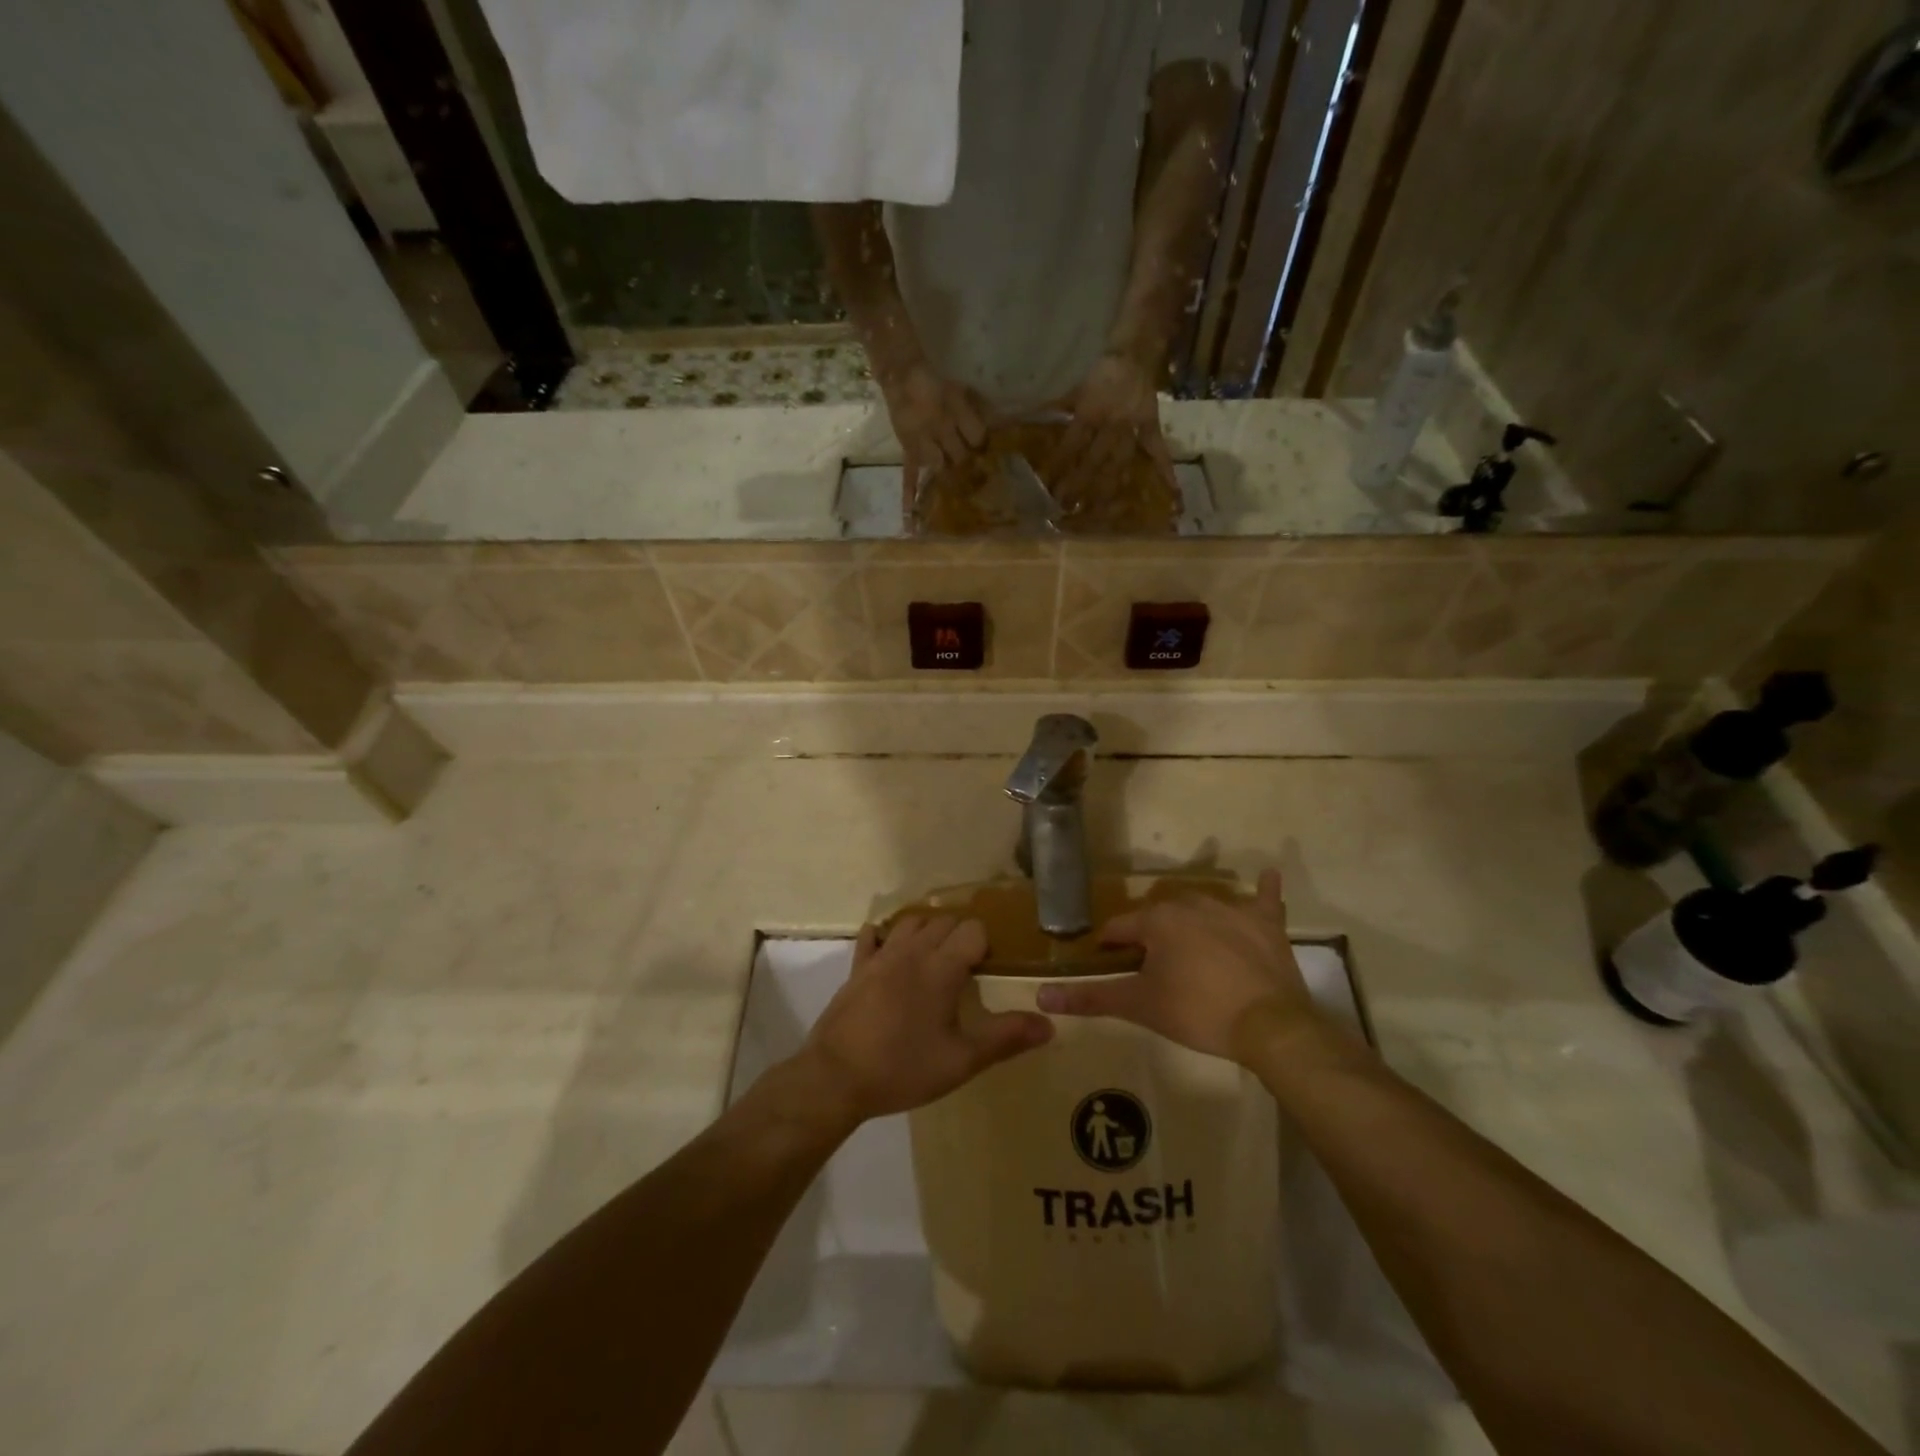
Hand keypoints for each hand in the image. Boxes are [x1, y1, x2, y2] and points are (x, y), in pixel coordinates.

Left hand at [797, 916, 1052, 1125]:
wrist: (836, 1078)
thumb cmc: (903, 1068)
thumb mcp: (961, 1061)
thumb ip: (1006, 1038)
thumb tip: (1049, 1024)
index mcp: (941, 967)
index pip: (973, 929)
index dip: (986, 945)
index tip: (989, 970)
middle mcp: (912, 950)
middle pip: (944, 920)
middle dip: (961, 935)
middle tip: (968, 968)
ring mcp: (880, 956)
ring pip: (911, 921)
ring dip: (928, 931)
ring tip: (935, 958)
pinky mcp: (857, 968)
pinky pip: (873, 936)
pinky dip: (886, 936)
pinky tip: (892, 954)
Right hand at [877, 361, 987, 521]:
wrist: (902, 376)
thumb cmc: (936, 383)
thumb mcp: (962, 390)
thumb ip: (978, 408)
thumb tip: (1001, 425)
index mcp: (956, 411)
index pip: (978, 436)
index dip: (983, 443)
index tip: (987, 448)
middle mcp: (941, 429)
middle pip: (960, 455)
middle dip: (967, 462)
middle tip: (973, 469)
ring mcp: (923, 442)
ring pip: (940, 466)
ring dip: (948, 473)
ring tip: (954, 481)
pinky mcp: (908, 450)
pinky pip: (908, 474)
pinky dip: (910, 495)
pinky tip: (911, 519)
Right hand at [1035, 870, 1319, 1062]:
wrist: (1268, 1025)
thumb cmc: (1197, 1012)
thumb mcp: (1139, 1006)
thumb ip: (1090, 997)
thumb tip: (1042, 994)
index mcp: (1158, 920)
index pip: (1120, 928)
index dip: (1110, 946)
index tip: (1107, 962)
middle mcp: (1191, 903)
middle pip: (1159, 916)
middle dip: (1151, 935)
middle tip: (1152, 967)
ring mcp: (1232, 909)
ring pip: (1201, 907)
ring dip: (1191, 921)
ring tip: (1190, 950)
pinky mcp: (1267, 923)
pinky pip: (1265, 898)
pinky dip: (1264, 891)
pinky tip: (1267, 877)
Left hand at [1047, 351, 1176, 516]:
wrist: (1134, 350)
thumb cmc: (1100, 370)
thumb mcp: (1075, 388)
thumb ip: (1056, 406)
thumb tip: (1026, 416)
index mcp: (1090, 412)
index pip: (1071, 444)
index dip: (1058, 465)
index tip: (1046, 486)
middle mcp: (1111, 424)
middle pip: (1094, 460)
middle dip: (1079, 484)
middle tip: (1066, 506)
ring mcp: (1133, 427)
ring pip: (1120, 462)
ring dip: (1109, 487)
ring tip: (1099, 511)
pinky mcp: (1150, 426)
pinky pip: (1159, 450)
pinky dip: (1166, 470)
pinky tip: (1173, 492)